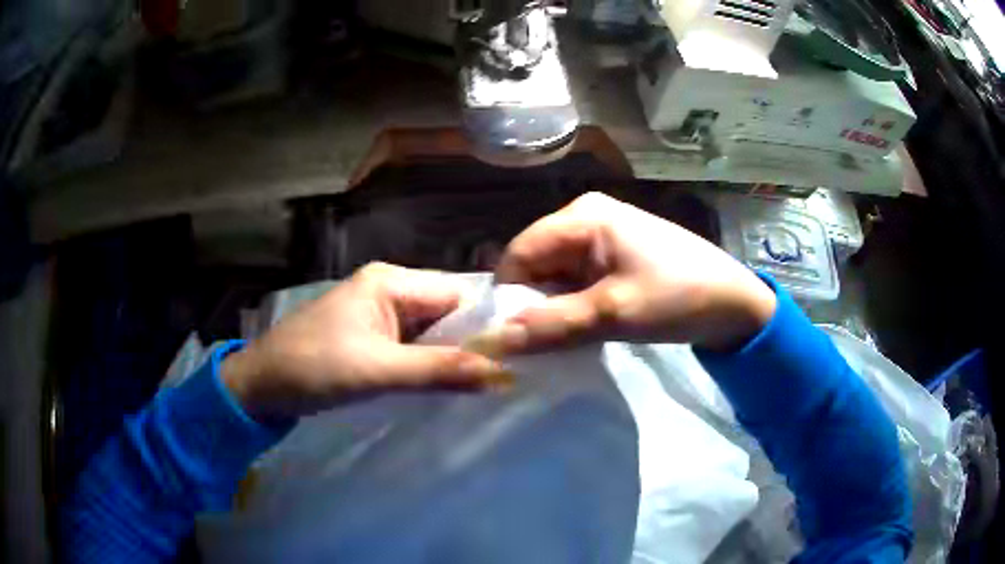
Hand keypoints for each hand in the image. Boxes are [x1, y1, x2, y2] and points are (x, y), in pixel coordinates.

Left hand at [222, 263, 507, 419]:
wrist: (262, 386)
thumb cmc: (312, 367)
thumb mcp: (377, 370)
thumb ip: (439, 370)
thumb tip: (504, 373)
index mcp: (390, 281)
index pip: (458, 295)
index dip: (488, 323)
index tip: (519, 356)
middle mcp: (390, 289)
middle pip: (448, 313)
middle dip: (473, 343)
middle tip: (506, 376)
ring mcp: (381, 315)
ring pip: (433, 332)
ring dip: (453, 357)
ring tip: (486, 383)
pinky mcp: (374, 338)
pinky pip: (415, 347)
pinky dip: (431, 365)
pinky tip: (449, 385)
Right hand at [480, 192, 776, 353]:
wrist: (735, 303)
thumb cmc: (678, 296)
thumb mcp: (612, 313)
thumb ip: (550, 325)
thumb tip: (492, 341)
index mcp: (582, 216)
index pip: (519, 252)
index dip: (508, 295)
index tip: (509, 338)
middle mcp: (586, 218)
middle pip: (535, 262)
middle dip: (532, 303)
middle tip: (538, 345)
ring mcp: (602, 236)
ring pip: (555, 275)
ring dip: (553, 308)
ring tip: (562, 340)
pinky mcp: (614, 256)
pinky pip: (576, 280)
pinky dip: (573, 306)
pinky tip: (581, 328)